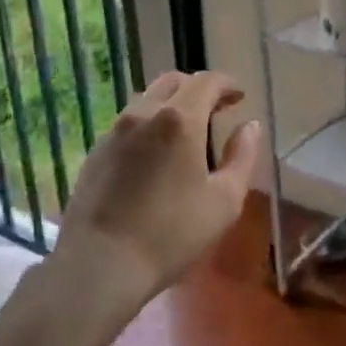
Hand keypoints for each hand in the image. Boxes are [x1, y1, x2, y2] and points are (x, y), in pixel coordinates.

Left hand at [48, 71, 261, 318]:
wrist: (99, 264)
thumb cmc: (171, 233)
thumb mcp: (224, 201)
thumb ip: (242, 157)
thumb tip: (250, 127)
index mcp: (179, 119)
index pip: (206, 81)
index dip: (227, 84)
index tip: (239, 96)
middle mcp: (143, 113)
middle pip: (173, 82)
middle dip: (198, 89)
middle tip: (216, 110)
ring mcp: (114, 131)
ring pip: (147, 99)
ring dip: (170, 104)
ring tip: (185, 132)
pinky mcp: (96, 151)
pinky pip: (128, 122)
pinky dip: (148, 124)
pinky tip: (154, 154)